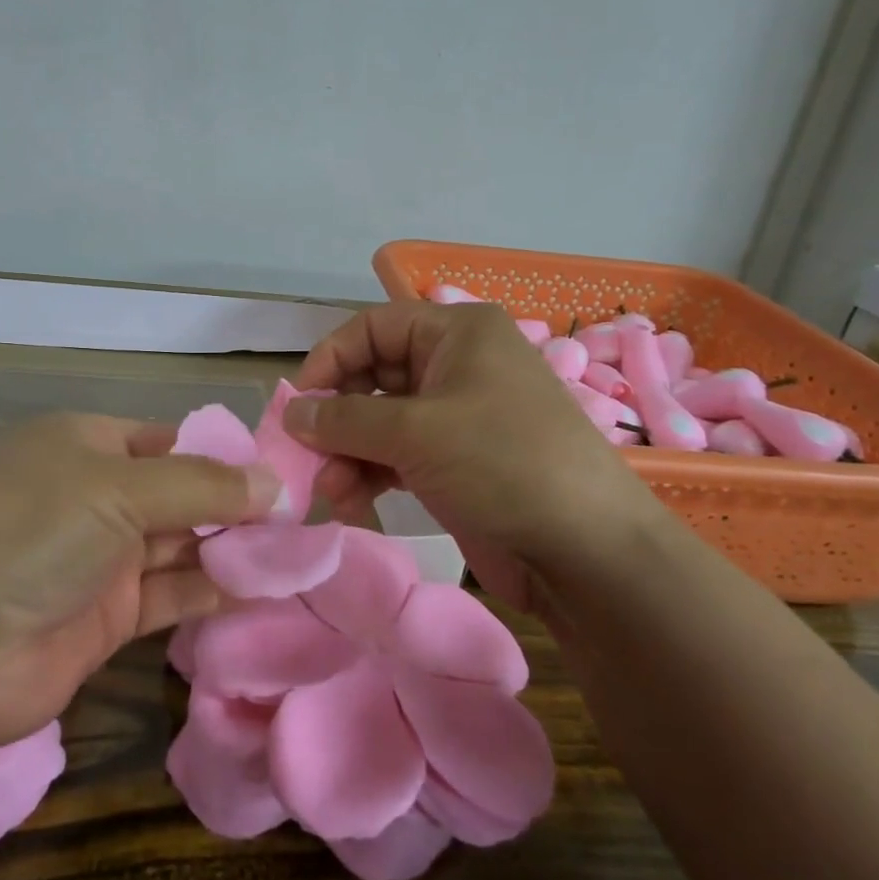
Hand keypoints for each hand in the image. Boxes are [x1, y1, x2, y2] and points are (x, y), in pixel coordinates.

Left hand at [0, 414, 278, 747]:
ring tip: (297, 554)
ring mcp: (98, 560)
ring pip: (180, 547)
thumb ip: (203, 485)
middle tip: (304, 519)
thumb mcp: (119, 487)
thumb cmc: (31, 528)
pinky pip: (171, 596)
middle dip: (235, 506)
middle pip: (179, 495)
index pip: (167, 441)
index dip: (222, 455)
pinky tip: (262, 590)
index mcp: (86, 445)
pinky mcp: (104, 620)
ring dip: (231, 551)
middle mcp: (93, 497)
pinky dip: (212, 592)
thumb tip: (277, 483)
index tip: (281, 473)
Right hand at [287, 301, 671, 608]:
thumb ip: (344, 418)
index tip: (297, 404)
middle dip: (337, 417)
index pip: (372, 327)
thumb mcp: (416, 431)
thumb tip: (291, 412)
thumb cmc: (502, 462)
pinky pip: (397, 455)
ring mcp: (458, 416)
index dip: (330, 359)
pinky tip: (352, 502)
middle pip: (373, 376)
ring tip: (330, 490)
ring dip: (348, 452)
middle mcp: (456, 366)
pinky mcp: (456, 462)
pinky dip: (370, 473)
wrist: (587, 551)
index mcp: (457, 333)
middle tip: (307, 455)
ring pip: (381, 421)